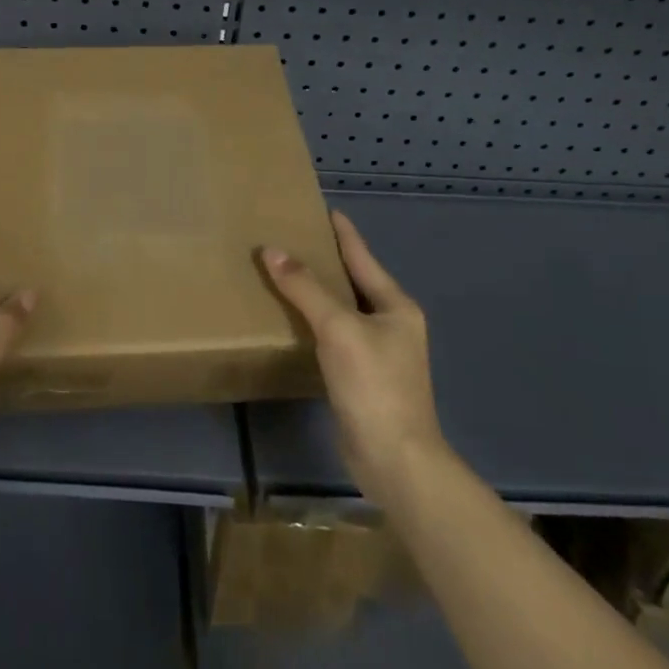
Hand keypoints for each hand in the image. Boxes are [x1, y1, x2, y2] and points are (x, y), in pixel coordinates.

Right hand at [259, 210, 446, 508]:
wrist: (394, 459)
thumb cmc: (373, 385)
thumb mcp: (338, 328)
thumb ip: (305, 288)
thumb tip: (272, 250)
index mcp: (396, 306)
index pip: (363, 257)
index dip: (344, 233)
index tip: (325, 209)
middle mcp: (392, 325)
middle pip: (354, 282)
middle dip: (327, 261)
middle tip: (294, 239)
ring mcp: (380, 354)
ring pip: (343, 311)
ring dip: (318, 294)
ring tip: (287, 274)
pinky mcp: (363, 378)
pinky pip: (335, 337)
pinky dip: (315, 324)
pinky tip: (293, 321)